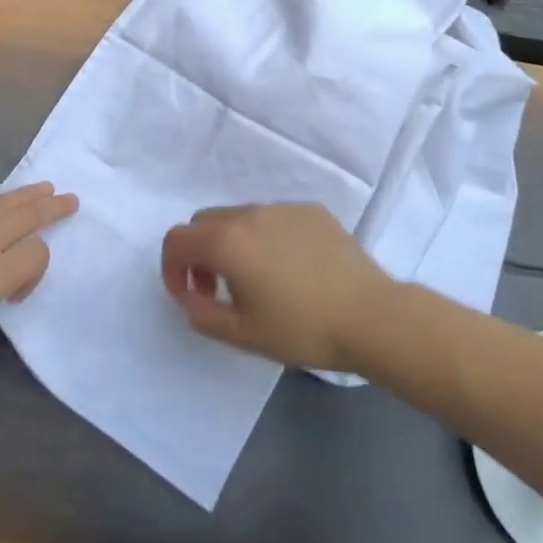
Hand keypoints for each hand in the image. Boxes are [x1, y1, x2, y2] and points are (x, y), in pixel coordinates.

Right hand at [161, 204, 394, 370]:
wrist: (370, 315)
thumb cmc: (301, 329)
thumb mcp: (242, 334)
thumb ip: (202, 314)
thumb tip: (191, 296)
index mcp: (227, 241)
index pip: (177, 240)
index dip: (171, 268)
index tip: (188, 296)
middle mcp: (250, 214)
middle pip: (205, 222)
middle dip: (199, 253)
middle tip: (217, 290)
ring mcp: (283, 207)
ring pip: (241, 217)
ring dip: (233, 244)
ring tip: (257, 281)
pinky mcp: (311, 210)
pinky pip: (274, 218)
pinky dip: (267, 238)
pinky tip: (293, 269)